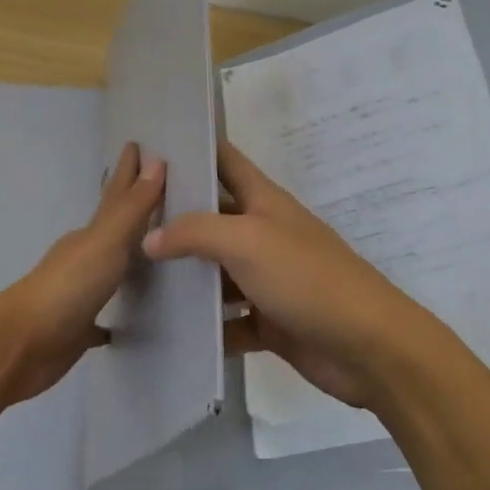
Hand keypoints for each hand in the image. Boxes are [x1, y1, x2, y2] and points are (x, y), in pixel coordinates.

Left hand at [0, 142, 165, 403]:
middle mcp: (83, 258)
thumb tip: (156, 161)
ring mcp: (78, 293)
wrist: (21, 346)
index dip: (128, 172)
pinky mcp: (76, 329)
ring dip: (126, 257)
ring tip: (150, 250)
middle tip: (153, 190)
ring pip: (108, 268)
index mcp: (89, 235)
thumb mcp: (106, 242)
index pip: (115, 196)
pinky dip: (113, 315)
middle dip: (129, 207)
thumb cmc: (67, 287)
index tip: (137, 145)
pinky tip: (125, 323)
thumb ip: (133, 208)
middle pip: (112, 227)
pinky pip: (100, 318)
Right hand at [142, 140, 432, 408]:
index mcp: (264, 202)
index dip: (194, 149)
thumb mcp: (247, 241)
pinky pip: (229, 320)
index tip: (151, 145)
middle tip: (123, 222)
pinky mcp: (269, 321)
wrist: (366, 345)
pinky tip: (168, 331)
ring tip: (132, 278)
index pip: (225, 161)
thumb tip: (149, 238)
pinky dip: (206, 325)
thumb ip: (195, 232)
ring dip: (185, 276)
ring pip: (217, 272)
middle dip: (174, 218)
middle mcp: (264, 234)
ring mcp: (267, 279)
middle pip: (213, 218)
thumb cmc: (306, 277)